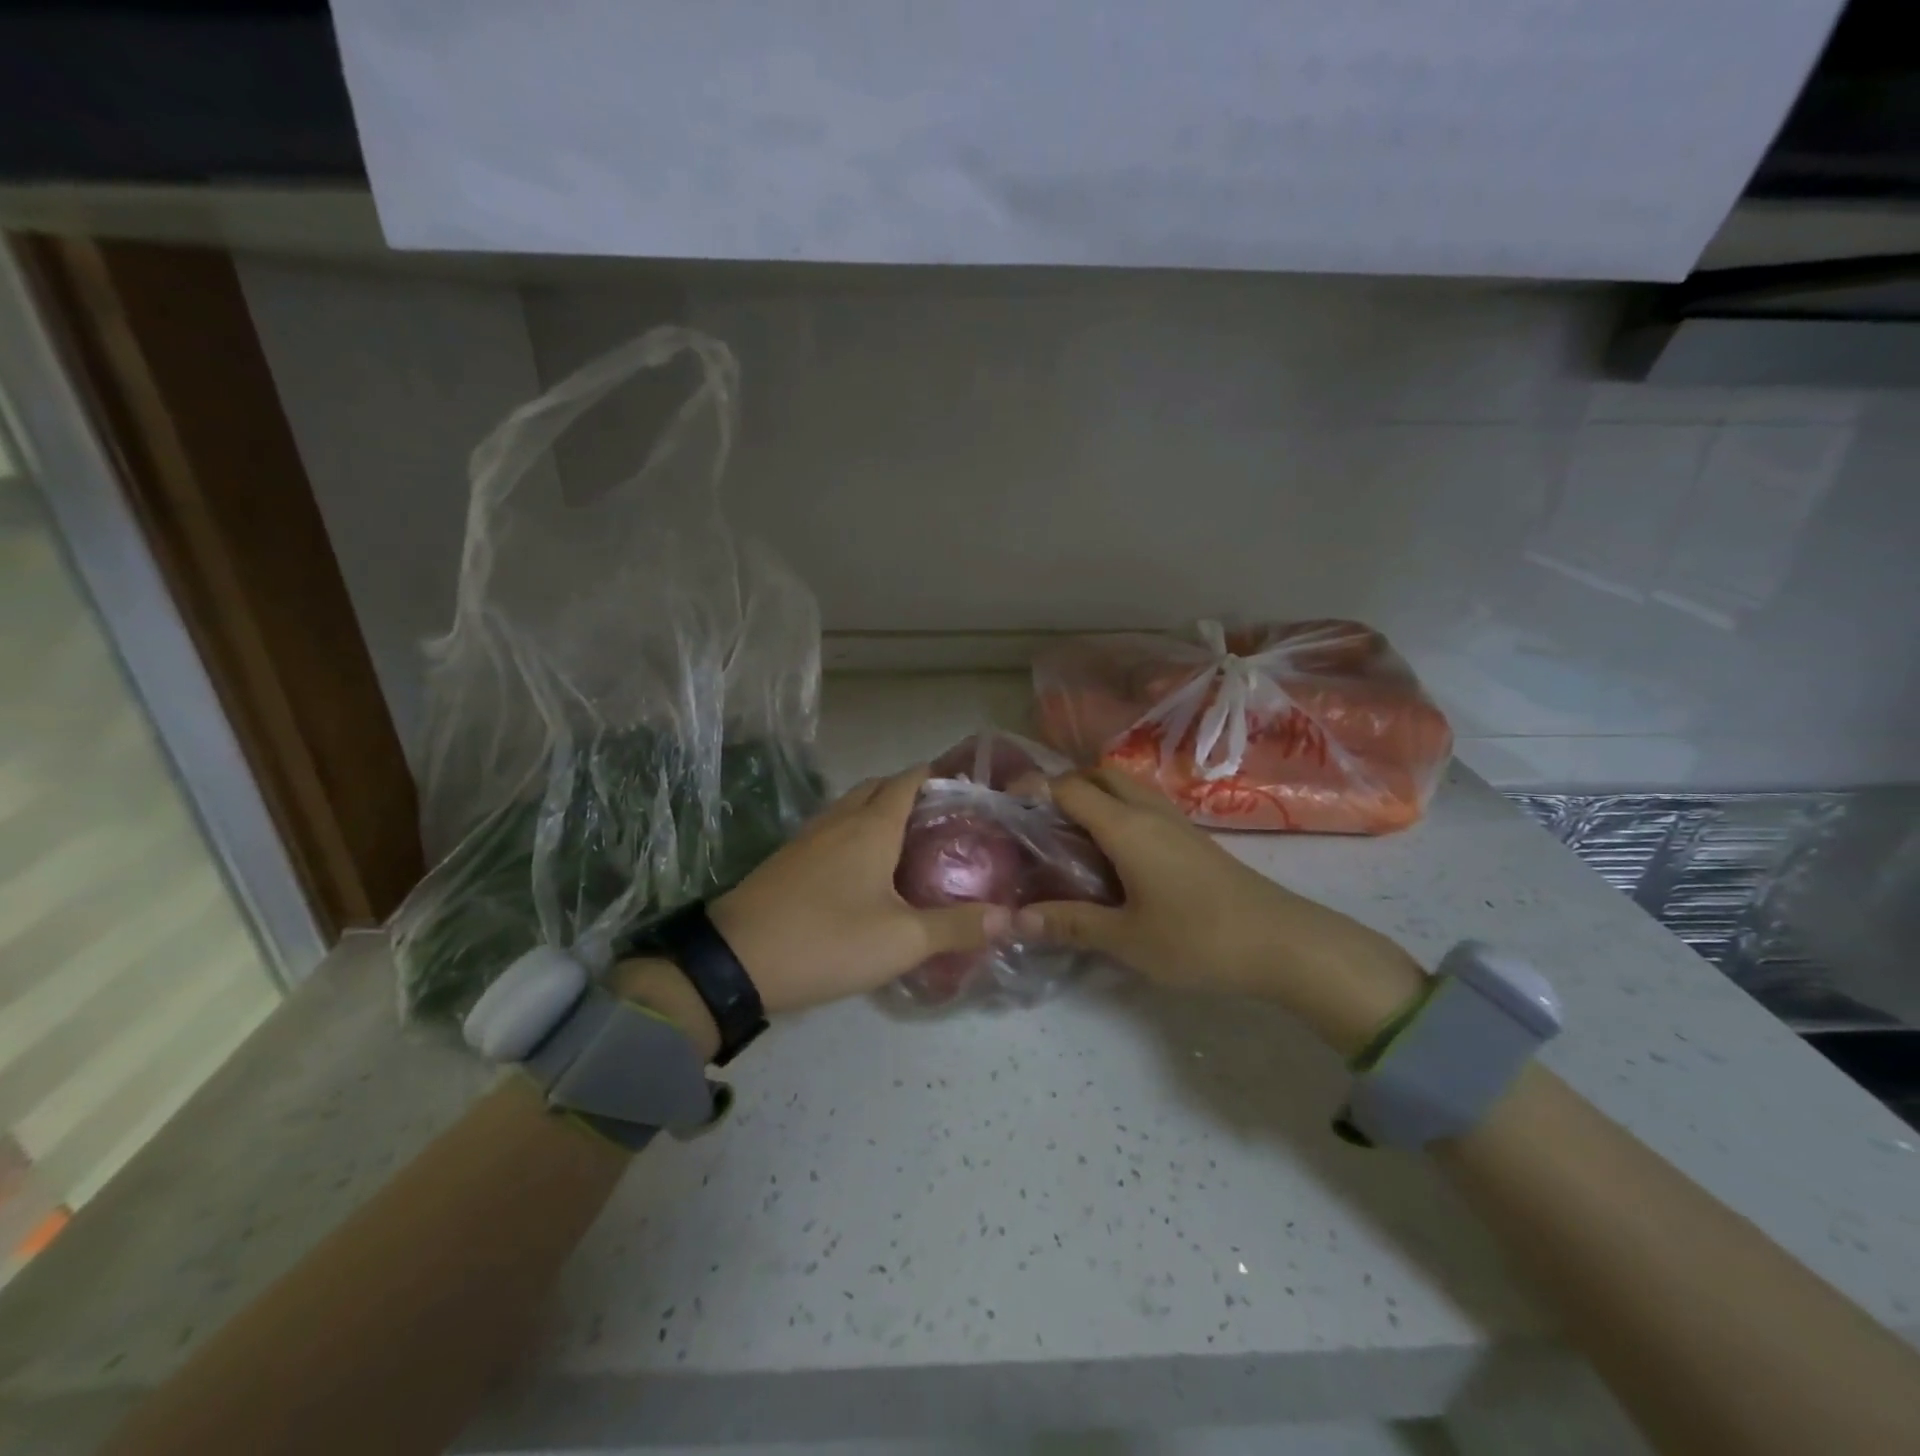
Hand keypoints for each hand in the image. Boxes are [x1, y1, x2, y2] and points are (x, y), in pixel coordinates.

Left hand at [706, 767, 1009, 1014]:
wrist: (734, 961)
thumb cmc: (827, 940)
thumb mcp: (901, 940)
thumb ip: (956, 927)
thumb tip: (1008, 917)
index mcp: (871, 825)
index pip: (909, 779)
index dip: (938, 776)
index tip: (967, 789)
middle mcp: (839, 819)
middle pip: (878, 786)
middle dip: (910, 791)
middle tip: (942, 819)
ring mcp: (808, 837)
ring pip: (851, 807)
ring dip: (879, 810)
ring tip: (909, 841)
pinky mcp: (788, 859)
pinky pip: (832, 829)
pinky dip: (855, 832)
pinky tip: (864, 868)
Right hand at [1016, 769, 1425, 1055]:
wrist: (1283, 942)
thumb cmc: (1197, 938)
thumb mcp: (1126, 938)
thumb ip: (1070, 924)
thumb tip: (1014, 919)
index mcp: (1126, 827)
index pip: (1069, 788)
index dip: (1034, 789)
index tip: (1005, 805)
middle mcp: (1149, 812)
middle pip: (1100, 775)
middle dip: (1064, 785)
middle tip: (1039, 819)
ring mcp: (1176, 822)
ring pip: (1126, 788)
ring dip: (1095, 795)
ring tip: (1070, 834)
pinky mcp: (1194, 839)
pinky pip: (1145, 806)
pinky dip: (1119, 812)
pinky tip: (1114, 853)